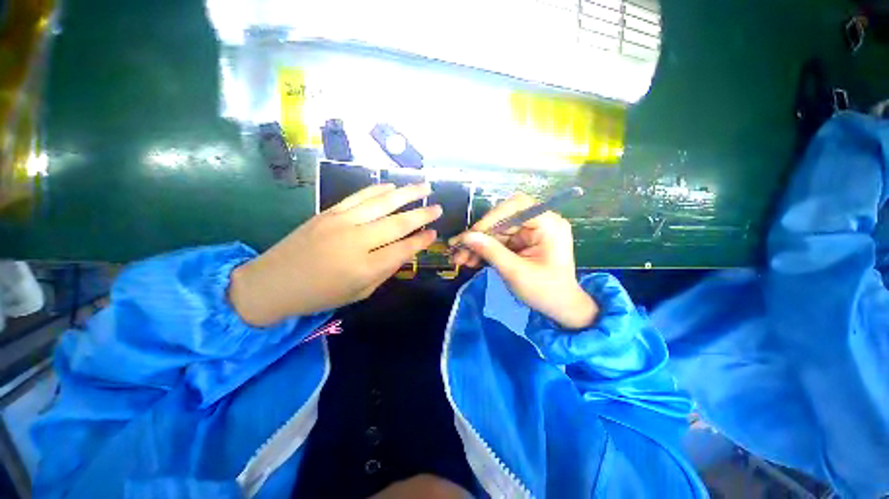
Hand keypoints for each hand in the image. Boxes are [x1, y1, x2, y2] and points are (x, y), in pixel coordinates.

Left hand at [230, 183, 440, 325]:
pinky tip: (392, 185)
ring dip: (406, 193)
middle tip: (438, 208)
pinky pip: (359, 196)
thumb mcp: (359, 293)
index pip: (402, 250)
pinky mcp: (329, 212)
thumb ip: (384, 271)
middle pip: (397, 223)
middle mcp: (356, 241)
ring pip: (381, 203)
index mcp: (364, 268)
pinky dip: (377, 189)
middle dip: (422, 215)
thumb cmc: (320, 295)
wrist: (273, 282)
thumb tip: (403, 251)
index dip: (421, 242)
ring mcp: (341, 222)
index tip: (434, 234)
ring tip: (424, 186)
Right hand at [449, 192, 597, 328]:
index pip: (517, 206)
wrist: (561, 309)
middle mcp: (539, 223)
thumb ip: (491, 252)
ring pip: (497, 231)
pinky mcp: (522, 243)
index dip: (492, 217)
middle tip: (458, 248)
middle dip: (480, 235)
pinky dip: (485, 250)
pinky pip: (499, 241)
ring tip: (460, 259)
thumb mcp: (516, 272)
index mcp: (548, 224)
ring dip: (478, 244)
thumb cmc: (545, 291)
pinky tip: (471, 260)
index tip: (473, 234)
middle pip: (502, 219)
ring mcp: (530, 233)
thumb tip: (466, 237)